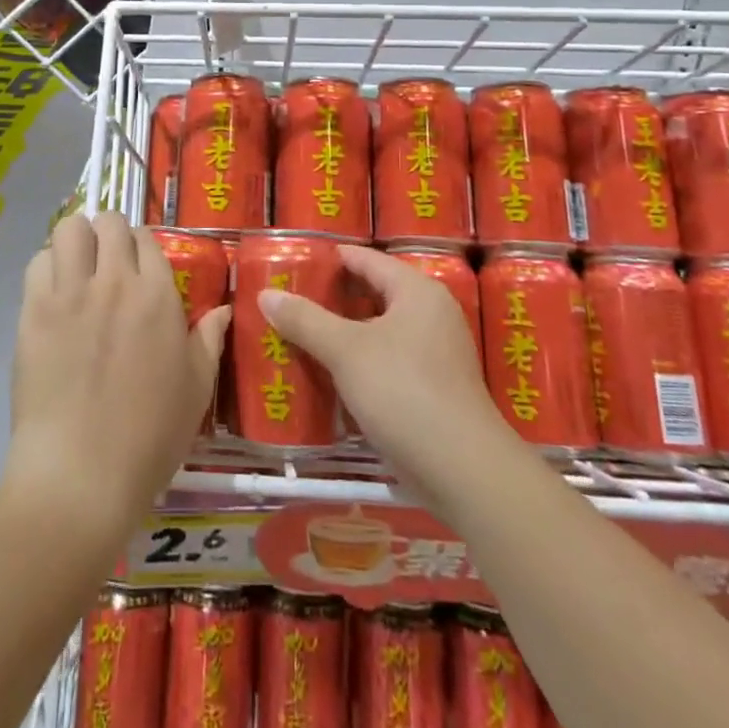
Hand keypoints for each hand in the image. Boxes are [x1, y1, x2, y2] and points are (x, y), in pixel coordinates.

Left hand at [1, 212, 228, 537]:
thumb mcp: (196, 389)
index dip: (141, 246)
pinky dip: (46, 267)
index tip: (137, 265)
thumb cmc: (149, 436)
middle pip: (108, 221)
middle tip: (106, 262)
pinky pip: (37, 262)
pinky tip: (52, 293)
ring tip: (76, 267)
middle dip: (108, 233)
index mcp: (157, 295)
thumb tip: (223, 309)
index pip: (146, 237)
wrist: (81, 475)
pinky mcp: (33, 311)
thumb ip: (209, 340)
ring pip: (69, 229)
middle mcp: (114, 281)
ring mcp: (70, 293)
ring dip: (75, 240)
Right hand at [259, 245, 503, 498]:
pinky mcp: (433, 388)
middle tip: (293, 297)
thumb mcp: (346, 351)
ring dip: (346, 331)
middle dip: (335, 297)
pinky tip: (331, 372)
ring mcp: (436, 353)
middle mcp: (431, 314)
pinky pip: (388, 360)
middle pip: (375, 294)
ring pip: (380, 330)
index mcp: (417, 291)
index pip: (368, 260)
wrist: (463, 469)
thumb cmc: (404, 391)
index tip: (298, 260)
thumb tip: (266, 294)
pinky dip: (361, 360)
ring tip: (303, 331)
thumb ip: (305, 320)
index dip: (334, 258)